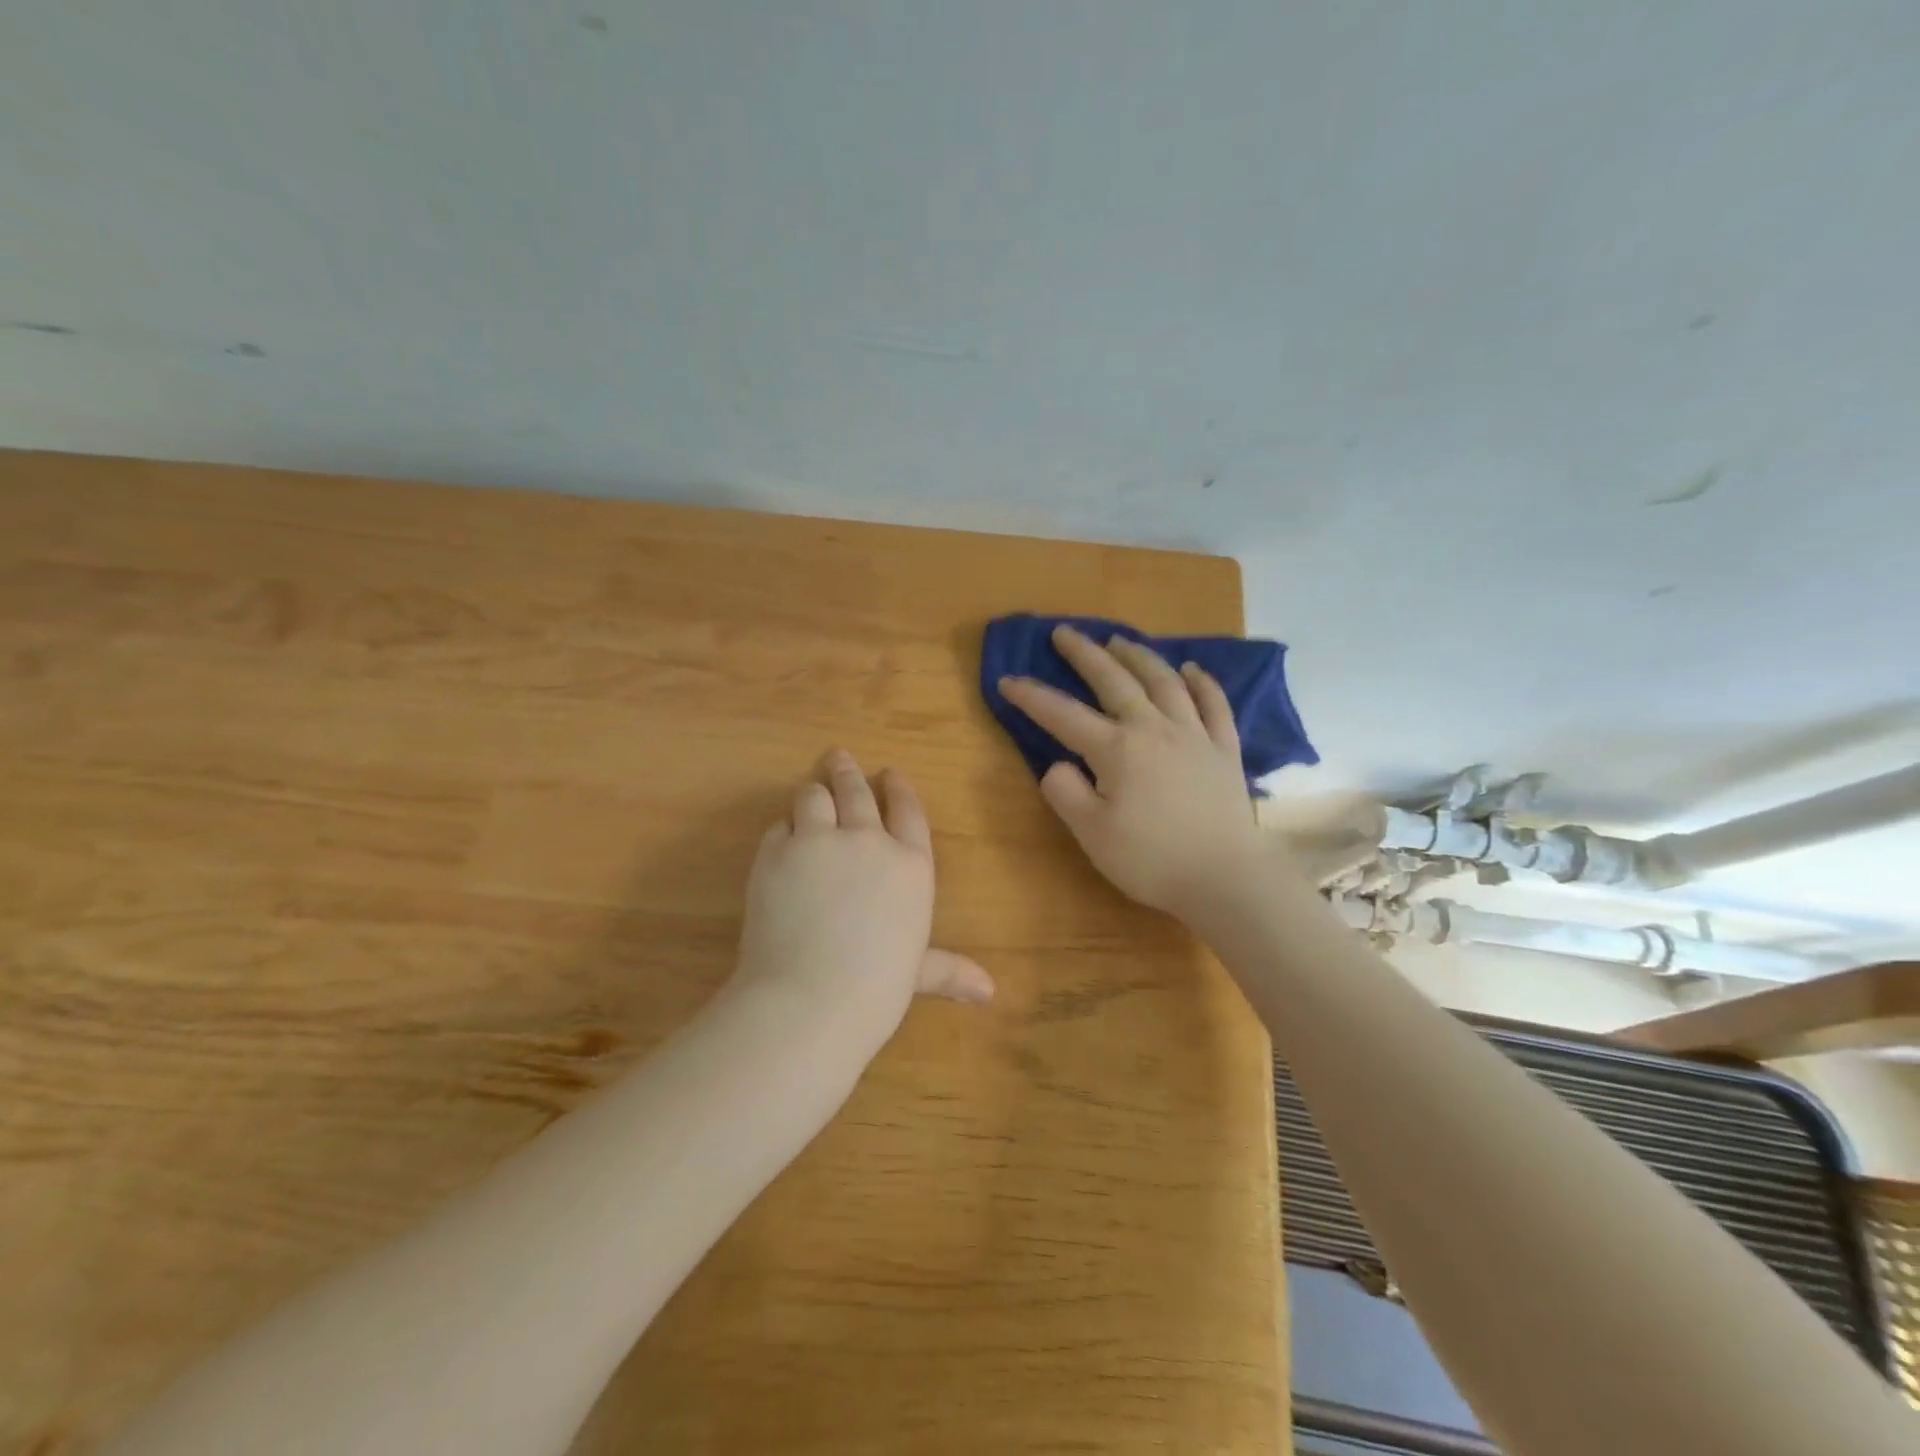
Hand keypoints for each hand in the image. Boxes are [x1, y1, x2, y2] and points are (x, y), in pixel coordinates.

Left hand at [731, 750, 991, 1042]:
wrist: (810, 1000)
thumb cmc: (876, 990)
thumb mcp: (917, 973)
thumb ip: (949, 970)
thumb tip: (990, 992)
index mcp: (910, 865)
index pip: (907, 810)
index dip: (899, 787)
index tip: (890, 772)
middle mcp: (867, 841)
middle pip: (856, 790)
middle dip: (848, 771)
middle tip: (839, 757)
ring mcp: (818, 841)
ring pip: (813, 796)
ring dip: (812, 793)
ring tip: (810, 792)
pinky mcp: (775, 853)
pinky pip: (779, 827)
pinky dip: (783, 830)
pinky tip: (783, 840)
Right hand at [998, 625, 1285, 920]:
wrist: (1225, 878)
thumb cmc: (1151, 860)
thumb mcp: (1092, 834)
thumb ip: (1066, 793)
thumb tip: (1058, 764)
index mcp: (1116, 749)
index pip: (1063, 715)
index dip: (1032, 697)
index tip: (1007, 681)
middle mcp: (1153, 729)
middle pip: (1114, 680)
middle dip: (1085, 654)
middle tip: (1065, 633)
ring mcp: (1193, 735)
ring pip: (1163, 681)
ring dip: (1138, 656)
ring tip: (1119, 640)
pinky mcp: (1224, 749)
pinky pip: (1214, 704)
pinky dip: (1202, 682)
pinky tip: (1192, 669)